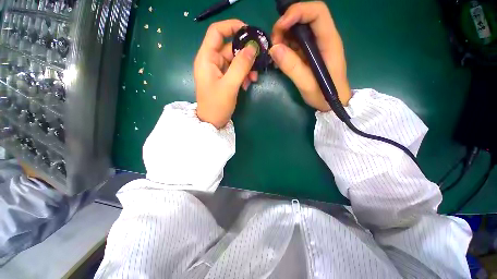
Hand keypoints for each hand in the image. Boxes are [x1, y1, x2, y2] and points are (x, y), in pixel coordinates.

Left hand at [194, 19, 258, 128]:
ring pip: (235, 61)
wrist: (212, 122)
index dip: (232, 26)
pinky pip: (235, 71)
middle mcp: (211, 61)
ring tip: (254, 78)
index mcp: (207, 58)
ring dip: (246, 67)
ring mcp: (218, 71)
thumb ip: (241, 65)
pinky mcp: (224, 79)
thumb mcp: (230, 85)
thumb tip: (252, 47)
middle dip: (245, 54)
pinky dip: (243, 75)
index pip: (216, 32)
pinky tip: (248, 84)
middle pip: (230, 48)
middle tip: (259, 61)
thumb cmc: (217, 105)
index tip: (249, 32)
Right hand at [270, 1, 350, 111]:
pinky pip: (294, 43)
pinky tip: (280, 59)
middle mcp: (323, 38)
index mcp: (329, 41)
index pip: (317, 12)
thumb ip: (292, 68)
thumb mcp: (307, 85)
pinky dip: (284, 47)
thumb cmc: (324, 95)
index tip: (280, 27)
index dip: (298, 12)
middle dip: (285, 26)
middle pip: (304, 17)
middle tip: (274, 44)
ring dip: (283, 37)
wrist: (331, 103)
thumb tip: (274, 49)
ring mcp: (315, 45)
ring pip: (297, 30)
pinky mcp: (308, 53)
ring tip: (275, 54)